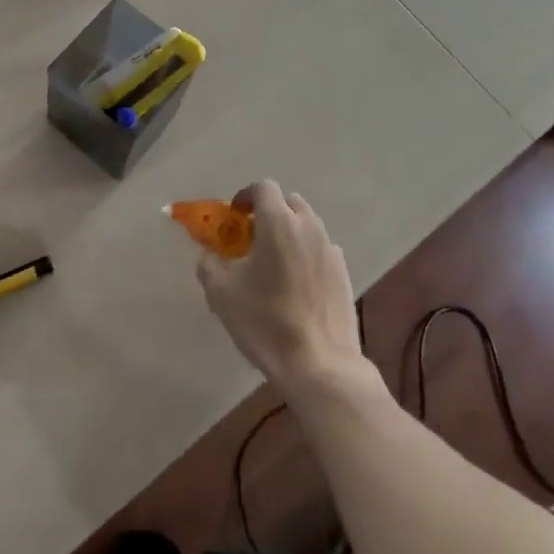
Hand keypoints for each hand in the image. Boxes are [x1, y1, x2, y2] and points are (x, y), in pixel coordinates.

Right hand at [196, 182, 365, 395]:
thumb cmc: (266, 321)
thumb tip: (211, 254)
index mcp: (278, 222)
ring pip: (307, 226)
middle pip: (288, 202)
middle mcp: (308, 226)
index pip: (263, 187)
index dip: (245, 197)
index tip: (234, 217)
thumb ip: (210, 262)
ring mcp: (330, 250)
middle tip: (252, 239)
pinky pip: (320, 250)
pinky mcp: (344, 274)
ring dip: (289, 233)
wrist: (320, 366)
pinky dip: (306, 255)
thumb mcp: (221, 292)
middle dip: (269, 212)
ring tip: (274, 264)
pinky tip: (297, 286)